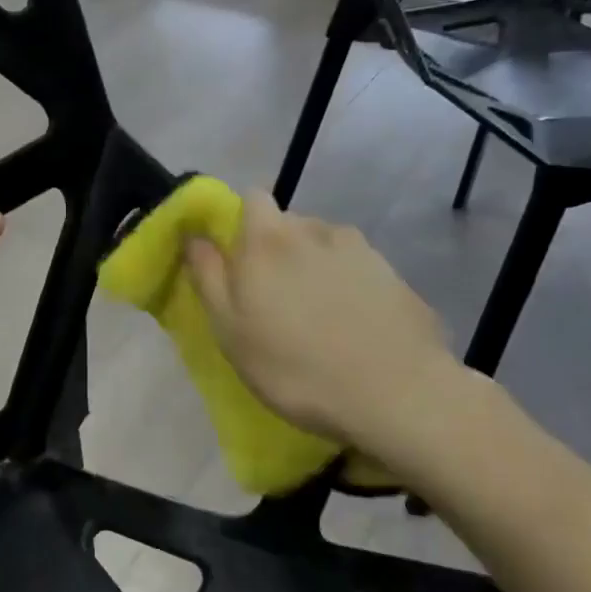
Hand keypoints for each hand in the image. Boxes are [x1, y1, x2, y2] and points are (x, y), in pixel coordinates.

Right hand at [183, 192, 465, 449]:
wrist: (395, 393)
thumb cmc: (295, 366)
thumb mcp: (230, 329)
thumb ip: (208, 275)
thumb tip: (194, 235)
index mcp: (269, 238)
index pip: (251, 197)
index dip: (242, 221)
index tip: (239, 260)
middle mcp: (314, 229)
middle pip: (289, 224)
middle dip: (278, 249)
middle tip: (277, 299)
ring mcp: (361, 249)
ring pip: (325, 246)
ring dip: (316, 267)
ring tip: (321, 315)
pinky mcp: (395, 275)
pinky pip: (359, 270)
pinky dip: (351, 286)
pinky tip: (356, 326)